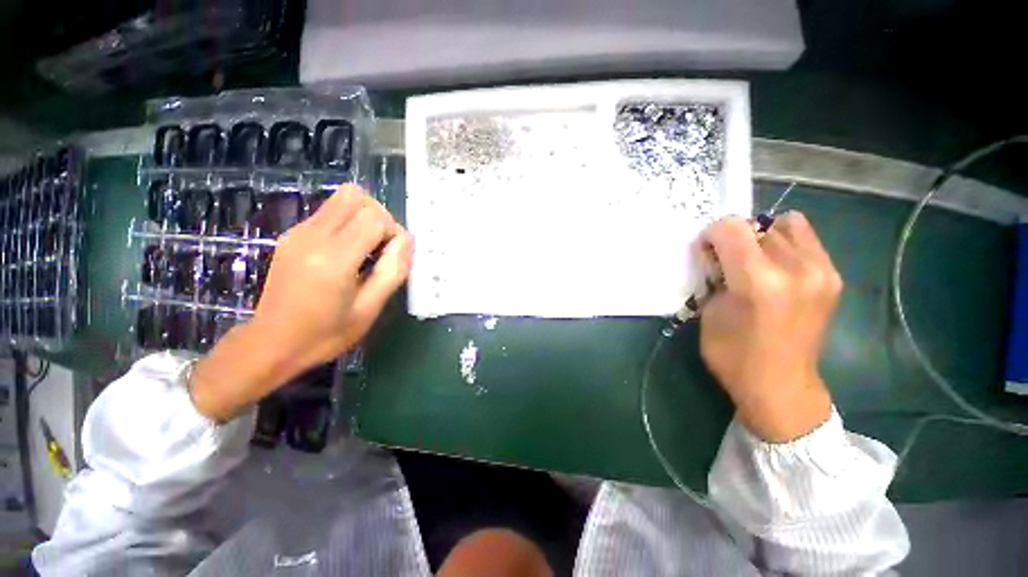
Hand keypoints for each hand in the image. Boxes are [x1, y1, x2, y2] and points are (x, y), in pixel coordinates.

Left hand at [190, 186, 412, 421]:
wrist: (271, 343)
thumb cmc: (325, 334)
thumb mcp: (369, 309)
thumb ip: (392, 271)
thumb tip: (406, 241)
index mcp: (333, 259)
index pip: (375, 217)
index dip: (393, 232)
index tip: (392, 257)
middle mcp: (313, 236)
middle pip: (357, 196)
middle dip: (380, 217)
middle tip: (381, 248)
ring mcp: (299, 232)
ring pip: (341, 197)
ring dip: (363, 216)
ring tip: (366, 248)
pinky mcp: (292, 234)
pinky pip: (329, 211)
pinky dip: (348, 222)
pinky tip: (346, 252)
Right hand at [699, 212, 840, 442]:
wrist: (781, 386)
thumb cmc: (733, 354)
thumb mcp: (709, 313)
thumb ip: (715, 277)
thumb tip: (717, 255)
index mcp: (759, 282)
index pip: (731, 228)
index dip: (711, 234)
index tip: (706, 252)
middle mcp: (796, 269)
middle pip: (757, 225)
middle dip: (734, 238)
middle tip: (726, 261)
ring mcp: (821, 271)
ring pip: (785, 225)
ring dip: (762, 237)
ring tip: (754, 261)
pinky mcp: (832, 277)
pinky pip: (805, 239)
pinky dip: (784, 242)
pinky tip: (775, 267)